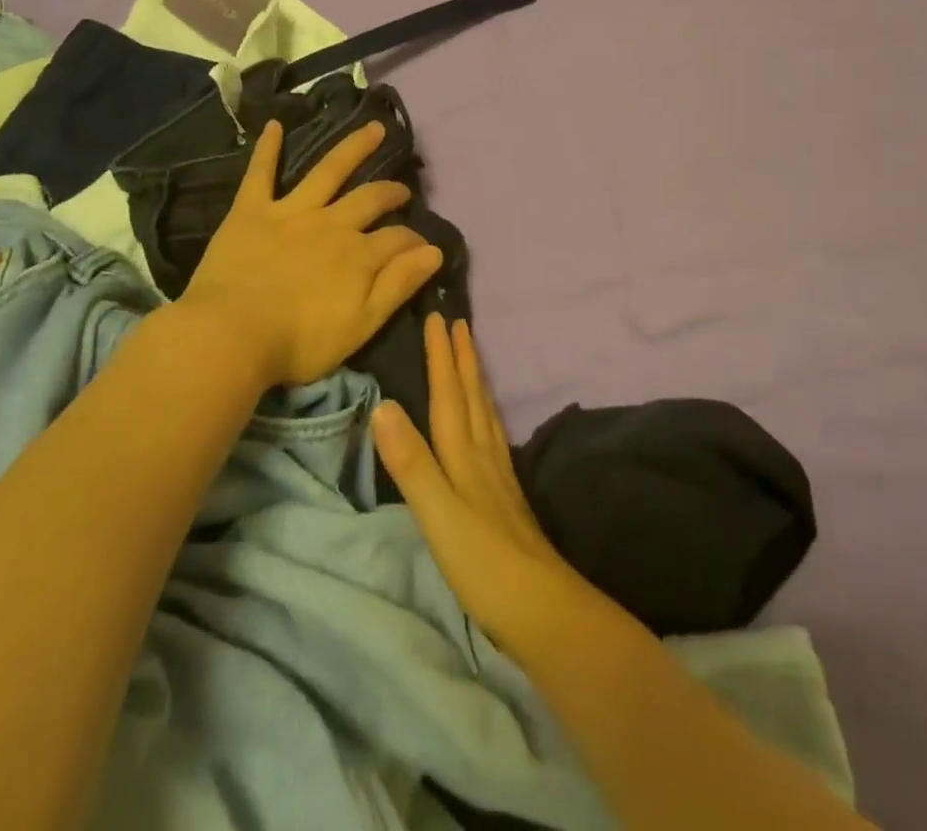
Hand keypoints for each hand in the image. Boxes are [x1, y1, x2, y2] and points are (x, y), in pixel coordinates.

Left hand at [177, 118, 444, 387]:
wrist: (230, 335)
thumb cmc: (298, 342)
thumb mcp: (361, 325)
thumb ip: (398, 286)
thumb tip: (434, 251)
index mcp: (358, 254)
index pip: (398, 239)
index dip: (414, 241)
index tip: (423, 246)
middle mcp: (331, 223)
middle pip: (369, 198)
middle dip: (390, 192)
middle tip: (402, 189)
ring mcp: (291, 212)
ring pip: (328, 170)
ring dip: (353, 148)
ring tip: (373, 129)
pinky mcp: (251, 211)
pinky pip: (261, 173)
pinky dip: (268, 149)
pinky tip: (275, 124)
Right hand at [371, 315, 585, 655]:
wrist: (543, 609)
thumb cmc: (483, 563)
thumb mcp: (437, 513)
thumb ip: (410, 462)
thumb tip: (382, 404)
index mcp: (463, 455)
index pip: (448, 394)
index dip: (441, 356)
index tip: (438, 317)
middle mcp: (483, 456)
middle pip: (472, 395)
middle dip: (462, 357)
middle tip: (459, 321)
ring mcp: (499, 476)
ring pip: (485, 413)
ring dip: (476, 379)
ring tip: (473, 356)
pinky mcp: (506, 497)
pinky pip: (493, 436)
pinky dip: (487, 414)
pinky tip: (488, 422)